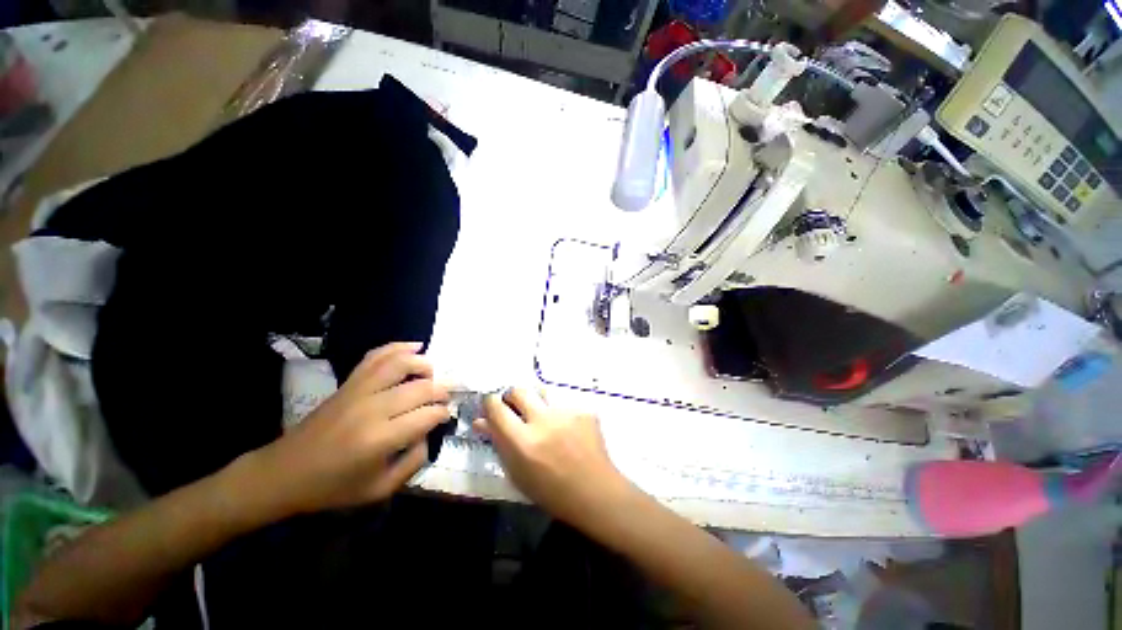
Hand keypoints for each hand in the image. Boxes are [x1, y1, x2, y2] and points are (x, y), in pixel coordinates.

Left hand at [242, 342, 449, 517]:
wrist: (284, 472)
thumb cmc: (332, 487)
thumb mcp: (379, 489)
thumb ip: (413, 462)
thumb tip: (428, 433)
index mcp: (380, 439)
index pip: (427, 415)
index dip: (443, 413)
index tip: (446, 416)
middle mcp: (372, 408)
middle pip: (420, 387)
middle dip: (441, 390)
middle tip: (446, 396)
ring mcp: (358, 391)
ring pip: (400, 364)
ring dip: (423, 364)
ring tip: (433, 372)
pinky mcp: (348, 383)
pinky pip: (376, 357)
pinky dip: (397, 348)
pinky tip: (414, 347)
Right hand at [475, 388, 630, 525]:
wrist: (594, 491)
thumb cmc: (550, 491)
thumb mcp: (517, 473)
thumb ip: (499, 443)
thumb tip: (481, 420)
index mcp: (523, 442)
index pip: (497, 407)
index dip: (490, 403)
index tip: (492, 406)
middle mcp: (544, 421)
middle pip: (519, 390)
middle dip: (512, 396)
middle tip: (516, 408)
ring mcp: (566, 412)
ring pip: (542, 392)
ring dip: (537, 401)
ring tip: (543, 417)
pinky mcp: (583, 409)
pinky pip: (563, 402)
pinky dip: (558, 411)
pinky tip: (566, 427)